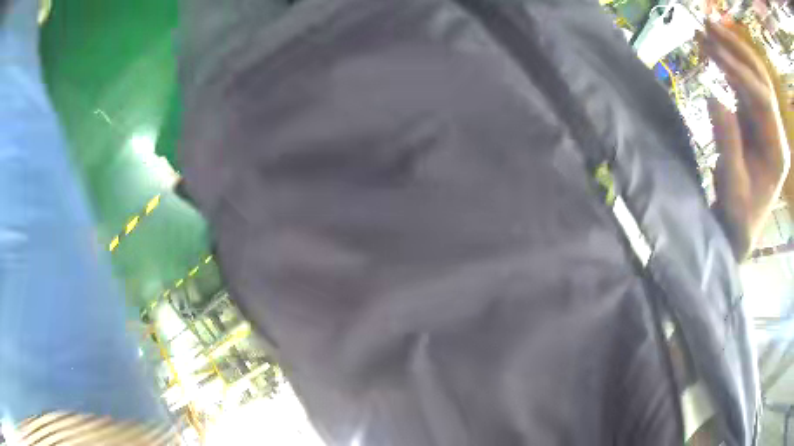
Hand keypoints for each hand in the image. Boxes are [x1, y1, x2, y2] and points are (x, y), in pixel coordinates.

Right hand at [699, 20, 789, 259]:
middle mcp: (775, 129)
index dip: (741, 74)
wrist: (741, 226)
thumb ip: (728, 144)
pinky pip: (744, 82)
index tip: (714, 53)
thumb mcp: (734, 187)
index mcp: (778, 150)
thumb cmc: (740, 215)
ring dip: (731, 50)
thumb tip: (713, 96)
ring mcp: (766, 122)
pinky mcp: (755, 118)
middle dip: (738, 49)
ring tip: (706, 30)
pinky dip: (728, 63)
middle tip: (709, 25)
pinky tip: (713, 51)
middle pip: (762, 78)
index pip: (764, 99)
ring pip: (753, 75)